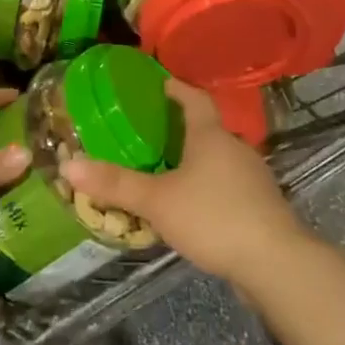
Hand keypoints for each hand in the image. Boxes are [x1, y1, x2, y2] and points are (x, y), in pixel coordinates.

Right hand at [63, 81, 309, 285]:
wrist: (275, 261)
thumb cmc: (213, 217)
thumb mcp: (157, 200)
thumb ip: (116, 184)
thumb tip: (69, 164)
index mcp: (211, 136)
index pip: (195, 99)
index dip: (178, 89)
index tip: (162, 83)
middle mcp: (236, 149)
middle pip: (209, 129)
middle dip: (183, 129)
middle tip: (152, 133)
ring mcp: (253, 178)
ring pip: (220, 160)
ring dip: (197, 161)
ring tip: (168, 171)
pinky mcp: (261, 206)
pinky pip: (229, 186)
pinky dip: (210, 187)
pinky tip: (194, 207)